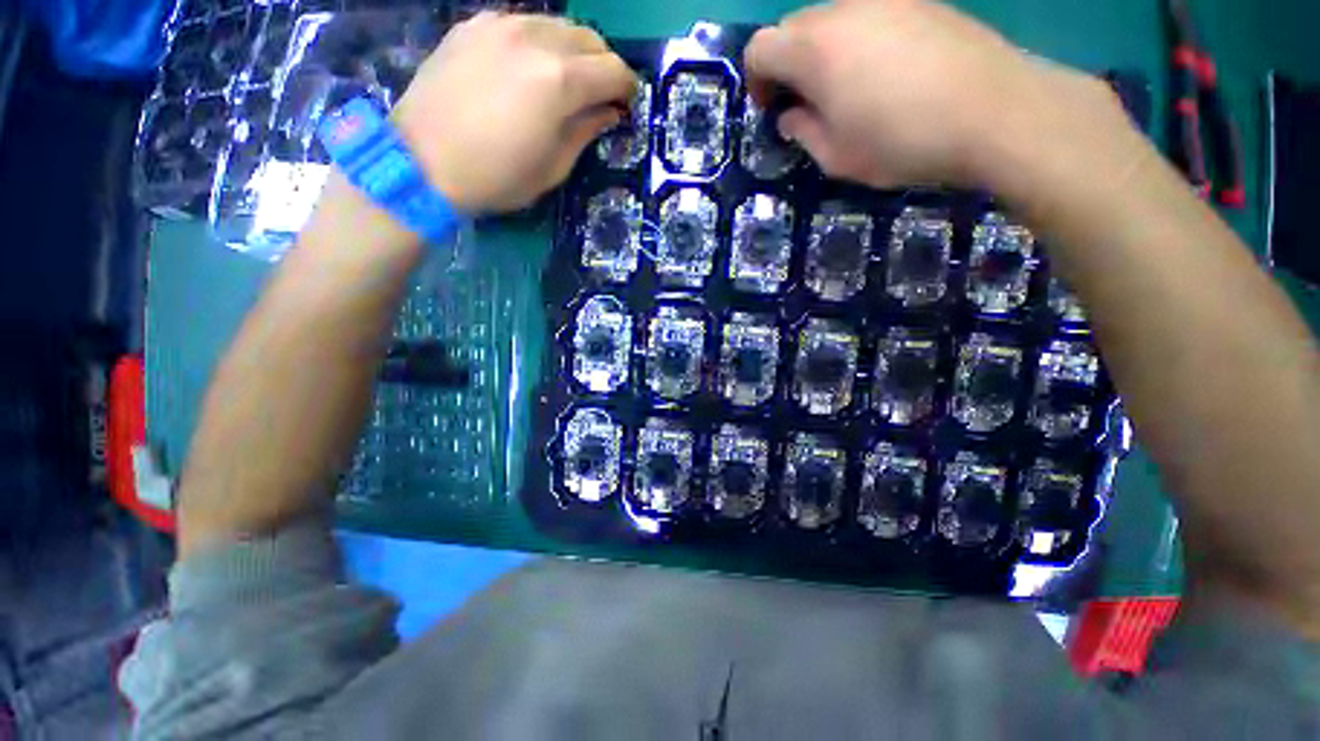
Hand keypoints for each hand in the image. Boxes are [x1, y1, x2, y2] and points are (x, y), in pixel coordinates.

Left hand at [392, 13, 635, 213]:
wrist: (422, 162)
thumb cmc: (497, 177)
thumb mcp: (553, 167)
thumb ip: (586, 132)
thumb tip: (609, 112)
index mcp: (560, 81)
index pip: (613, 70)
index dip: (627, 88)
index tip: (626, 105)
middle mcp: (535, 39)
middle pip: (589, 39)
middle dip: (603, 66)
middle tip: (598, 94)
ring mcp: (501, 25)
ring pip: (557, 25)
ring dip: (572, 51)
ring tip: (565, 80)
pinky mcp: (474, 25)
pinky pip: (522, 23)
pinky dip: (538, 41)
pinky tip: (529, 67)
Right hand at [744, 0, 1126, 190]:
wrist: (993, 111)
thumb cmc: (901, 142)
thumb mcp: (836, 157)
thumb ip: (802, 132)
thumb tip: (791, 115)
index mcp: (814, 50)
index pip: (759, 48)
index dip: (755, 81)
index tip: (770, 109)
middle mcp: (843, 11)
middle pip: (793, 28)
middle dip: (787, 65)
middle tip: (805, 103)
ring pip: (831, 20)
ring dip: (822, 54)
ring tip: (846, 91)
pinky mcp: (918, 1)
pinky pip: (868, 17)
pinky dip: (858, 43)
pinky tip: (883, 74)